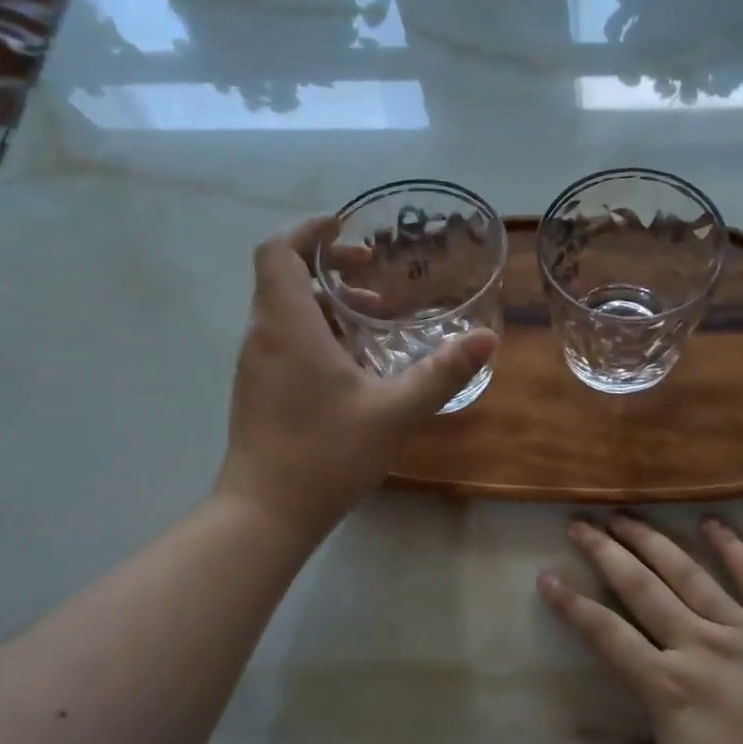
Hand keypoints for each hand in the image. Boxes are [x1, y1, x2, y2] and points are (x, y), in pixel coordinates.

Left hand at [216, 218, 496, 541]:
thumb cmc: (325, 454)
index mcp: (288, 325)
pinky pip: (284, 341)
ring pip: (286, 312)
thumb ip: (441, 372)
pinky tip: (353, 366)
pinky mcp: (258, 391)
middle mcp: (263, 336)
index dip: (308, 231)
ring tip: (375, 322)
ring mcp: (255, 366)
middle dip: (330, 269)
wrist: (265, 514)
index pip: (279, 251)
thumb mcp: (394, 411)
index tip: (345, 229)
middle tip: (375, 277)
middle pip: (284, 278)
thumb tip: (487, 339)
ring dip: (327, 305)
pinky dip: (316, 334)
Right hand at [541, 514, 742, 743]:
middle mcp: (698, 645)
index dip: (572, 605)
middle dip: (605, 552)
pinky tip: (710, 521)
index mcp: (668, 688)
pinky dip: (731, 546)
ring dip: (650, 540)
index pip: (606, 635)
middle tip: (579, 522)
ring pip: (687, 573)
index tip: (547, 577)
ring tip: (623, 514)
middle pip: (641, 588)